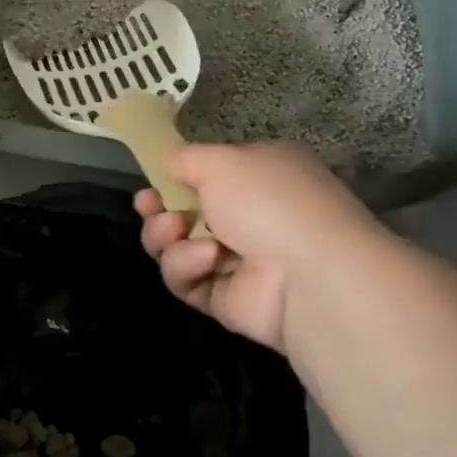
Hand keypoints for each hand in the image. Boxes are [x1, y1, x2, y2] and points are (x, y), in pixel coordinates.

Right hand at [136, 142, 381, 354]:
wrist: (308, 274)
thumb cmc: (269, 200)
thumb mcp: (222, 160)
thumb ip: (187, 158)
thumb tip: (169, 163)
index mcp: (260, 176)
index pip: (211, 174)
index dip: (176, 177)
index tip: (152, 178)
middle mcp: (252, 216)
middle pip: (185, 212)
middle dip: (160, 209)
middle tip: (148, 206)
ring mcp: (238, 260)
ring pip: (177, 247)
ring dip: (168, 237)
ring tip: (176, 231)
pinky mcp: (225, 298)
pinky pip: (186, 280)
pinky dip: (187, 267)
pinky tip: (208, 260)